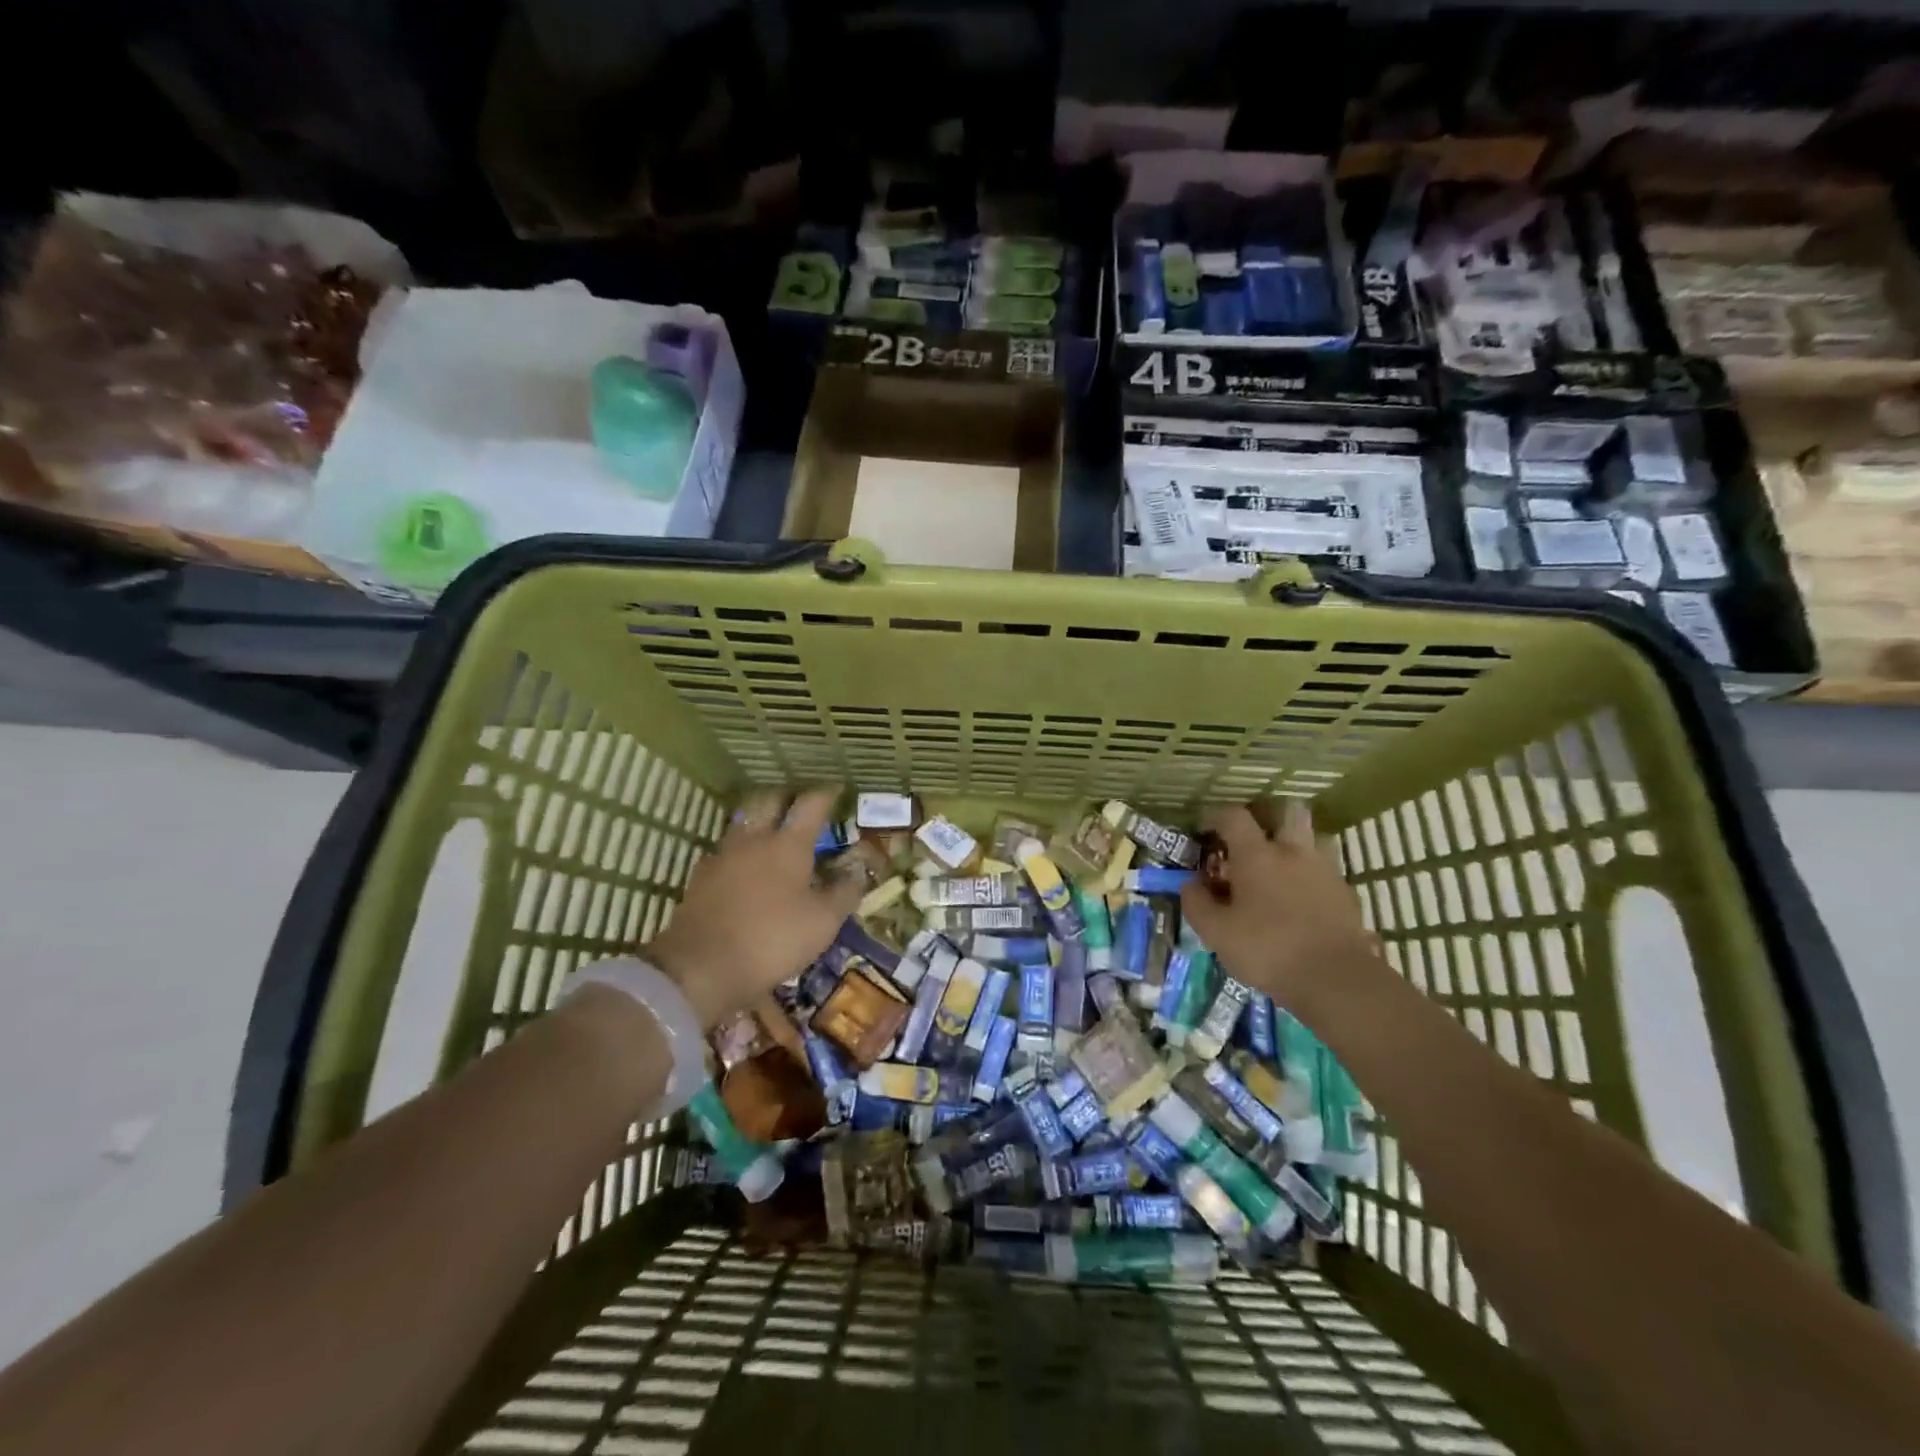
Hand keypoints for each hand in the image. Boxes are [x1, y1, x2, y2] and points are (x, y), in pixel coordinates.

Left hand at [643, 789, 862, 1028]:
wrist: (701, 968)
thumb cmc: (773, 939)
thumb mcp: (823, 922)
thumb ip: (844, 892)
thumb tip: (857, 871)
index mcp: (789, 844)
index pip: (811, 804)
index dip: (827, 794)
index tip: (837, 790)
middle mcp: (754, 840)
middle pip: (769, 801)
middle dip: (787, 798)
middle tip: (800, 805)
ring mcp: (723, 856)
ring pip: (743, 823)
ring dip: (760, 821)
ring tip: (772, 833)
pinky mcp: (701, 878)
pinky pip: (725, 852)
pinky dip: (740, 852)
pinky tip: (744, 868)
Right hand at [1179, 801, 1380, 1015]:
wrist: (1336, 980)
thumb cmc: (1267, 951)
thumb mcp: (1215, 932)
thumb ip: (1197, 903)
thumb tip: (1190, 883)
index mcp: (1257, 855)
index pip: (1233, 816)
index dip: (1216, 816)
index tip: (1205, 828)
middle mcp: (1293, 852)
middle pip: (1286, 811)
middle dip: (1267, 815)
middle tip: (1252, 836)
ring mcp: (1324, 870)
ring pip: (1312, 836)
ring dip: (1295, 842)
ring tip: (1280, 864)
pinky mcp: (1346, 893)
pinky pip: (1325, 868)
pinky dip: (1311, 872)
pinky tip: (1301, 896)